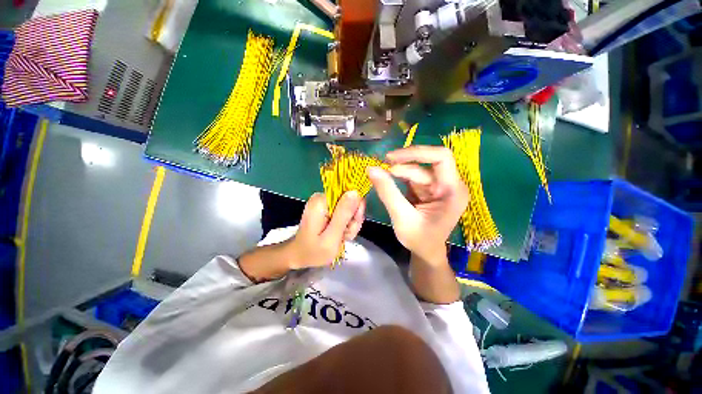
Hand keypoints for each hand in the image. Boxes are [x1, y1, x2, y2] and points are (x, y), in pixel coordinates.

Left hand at [286, 191, 364, 268]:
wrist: (300, 257)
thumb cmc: (314, 252)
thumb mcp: (332, 237)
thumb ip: (344, 214)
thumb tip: (355, 192)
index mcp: (321, 201)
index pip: (350, 194)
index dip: (355, 209)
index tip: (351, 225)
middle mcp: (323, 198)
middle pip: (351, 201)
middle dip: (352, 219)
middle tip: (345, 234)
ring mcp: (324, 203)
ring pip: (349, 209)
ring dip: (350, 224)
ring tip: (341, 237)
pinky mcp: (327, 208)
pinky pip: (344, 213)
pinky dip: (345, 225)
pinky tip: (339, 235)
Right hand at [368, 146, 467, 263]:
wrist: (426, 252)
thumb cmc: (419, 239)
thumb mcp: (401, 217)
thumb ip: (387, 192)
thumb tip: (371, 169)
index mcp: (452, 191)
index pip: (441, 158)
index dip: (417, 152)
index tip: (392, 158)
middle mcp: (450, 185)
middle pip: (426, 163)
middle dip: (403, 164)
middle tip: (382, 167)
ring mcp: (439, 186)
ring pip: (417, 170)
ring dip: (399, 172)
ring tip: (382, 178)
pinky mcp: (429, 189)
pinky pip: (413, 177)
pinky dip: (399, 178)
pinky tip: (388, 182)